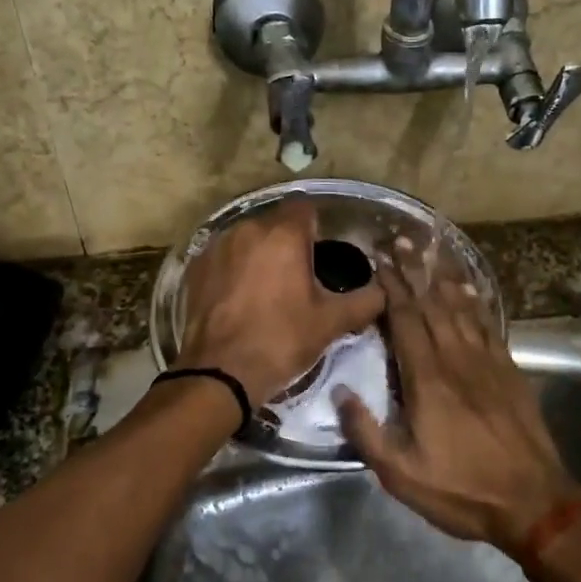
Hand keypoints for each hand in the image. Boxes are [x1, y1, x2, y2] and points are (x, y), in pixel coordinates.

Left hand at [178, 198, 385, 403]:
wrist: (220, 373)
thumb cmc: (281, 340)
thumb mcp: (331, 322)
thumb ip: (366, 301)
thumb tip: (383, 291)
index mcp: (284, 235)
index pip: (307, 209)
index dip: (318, 227)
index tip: (323, 253)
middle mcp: (248, 229)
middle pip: (276, 223)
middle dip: (289, 242)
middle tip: (301, 276)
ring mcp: (217, 246)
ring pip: (248, 238)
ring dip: (261, 253)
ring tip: (270, 287)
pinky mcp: (196, 267)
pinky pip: (224, 256)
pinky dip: (235, 268)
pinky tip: (241, 296)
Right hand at [335, 254, 580, 556]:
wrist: (533, 502)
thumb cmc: (462, 490)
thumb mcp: (401, 474)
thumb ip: (366, 432)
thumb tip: (339, 393)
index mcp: (427, 379)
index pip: (406, 320)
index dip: (391, 286)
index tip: (378, 259)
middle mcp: (456, 358)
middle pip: (432, 304)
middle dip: (414, 271)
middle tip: (400, 240)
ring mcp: (487, 361)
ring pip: (461, 308)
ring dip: (442, 277)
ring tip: (429, 251)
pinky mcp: (509, 370)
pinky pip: (487, 324)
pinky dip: (475, 301)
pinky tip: (468, 287)